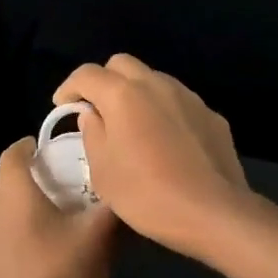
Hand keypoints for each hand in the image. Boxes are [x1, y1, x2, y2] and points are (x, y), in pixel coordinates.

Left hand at [0, 137, 117, 277]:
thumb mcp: (97, 242)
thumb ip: (110, 208)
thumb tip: (122, 186)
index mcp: (16, 193)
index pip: (13, 153)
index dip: (26, 148)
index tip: (39, 152)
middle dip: (16, 186)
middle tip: (41, 202)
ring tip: (21, 235)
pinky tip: (1, 262)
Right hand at [53, 54, 254, 259]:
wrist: (214, 213)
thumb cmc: (147, 194)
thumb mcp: (103, 172)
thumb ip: (92, 134)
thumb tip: (92, 115)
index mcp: (123, 95)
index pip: (87, 74)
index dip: (69, 87)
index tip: (63, 107)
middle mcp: (156, 84)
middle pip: (122, 64)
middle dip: (104, 81)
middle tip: (97, 110)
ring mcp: (188, 97)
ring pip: (153, 79)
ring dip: (136, 93)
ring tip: (132, 125)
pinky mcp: (211, 115)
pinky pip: (179, 102)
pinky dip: (163, 111)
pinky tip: (165, 141)